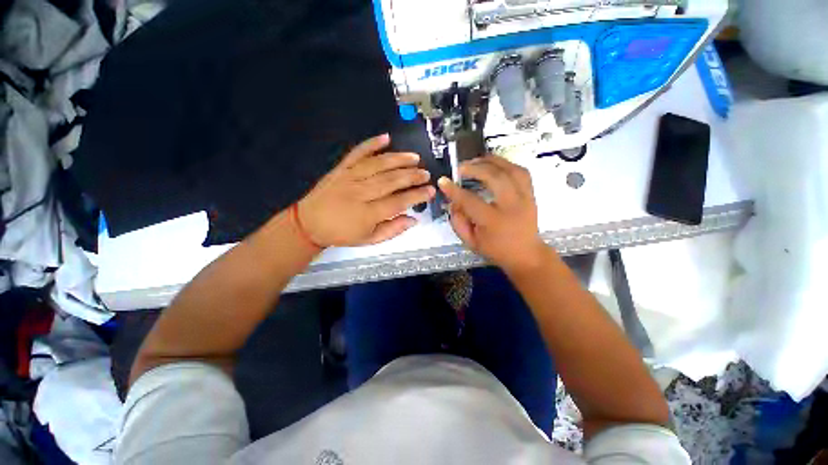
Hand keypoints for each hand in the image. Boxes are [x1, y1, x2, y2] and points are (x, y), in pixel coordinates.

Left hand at [298, 134, 435, 246]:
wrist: (309, 223)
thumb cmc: (342, 234)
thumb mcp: (369, 240)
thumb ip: (393, 230)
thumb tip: (413, 219)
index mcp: (367, 214)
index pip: (399, 202)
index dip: (417, 196)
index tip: (431, 191)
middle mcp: (360, 193)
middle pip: (391, 181)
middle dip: (412, 176)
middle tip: (426, 174)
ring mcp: (349, 178)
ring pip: (378, 165)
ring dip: (399, 159)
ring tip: (414, 157)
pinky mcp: (341, 168)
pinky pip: (357, 153)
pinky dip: (371, 144)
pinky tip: (386, 137)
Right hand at [438, 156, 548, 273]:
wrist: (526, 255)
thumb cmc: (496, 250)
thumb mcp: (471, 241)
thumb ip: (458, 221)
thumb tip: (453, 201)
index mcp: (494, 222)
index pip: (471, 201)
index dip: (454, 190)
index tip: (443, 181)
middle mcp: (512, 206)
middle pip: (494, 177)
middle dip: (474, 168)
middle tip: (460, 168)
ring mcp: (525, 198)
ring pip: (510, 169)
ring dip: (491, 161)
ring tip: (476, 160)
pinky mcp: (532, 194)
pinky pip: (521, 171)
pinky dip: (506, 164)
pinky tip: (494, 165)